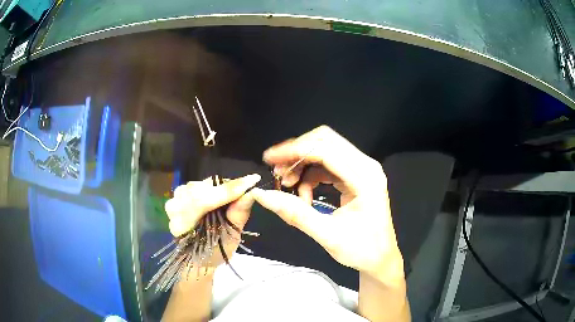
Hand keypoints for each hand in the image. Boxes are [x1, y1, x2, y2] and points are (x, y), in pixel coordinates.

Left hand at [164, 174, 260, 274]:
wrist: (198, 256)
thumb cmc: (214, 251)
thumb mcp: (230, 239)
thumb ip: (237, 215)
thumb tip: (251, 193)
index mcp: (182, 226)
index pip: (203, 202)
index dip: (228, 191)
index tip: (253, 180)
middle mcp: (174, 210)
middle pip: (201, 190)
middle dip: (226, 188)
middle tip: (247, 186)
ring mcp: (174, 200)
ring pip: (200, 185)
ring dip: (218, 188)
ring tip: (233, 194)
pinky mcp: (178, 194)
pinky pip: (198, 185)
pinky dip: (212, 187)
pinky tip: (220, 194)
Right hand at [252, 126, 403, 283]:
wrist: (380, 259)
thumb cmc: (361, 250)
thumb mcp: (327, 235)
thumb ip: (295, 213)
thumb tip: (262, 195)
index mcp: (365, 178)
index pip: (326, 150)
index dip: (295, 151)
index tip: (269, 159)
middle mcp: (366, 166)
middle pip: (326, 142)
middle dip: (297, 153)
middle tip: (278, 172)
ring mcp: (362, 169)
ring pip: (325, 151)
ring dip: (302, 165)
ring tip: (288, 187)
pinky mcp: (356, 176)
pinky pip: (328, 165)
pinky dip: (310, 175)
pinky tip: (304, 196)